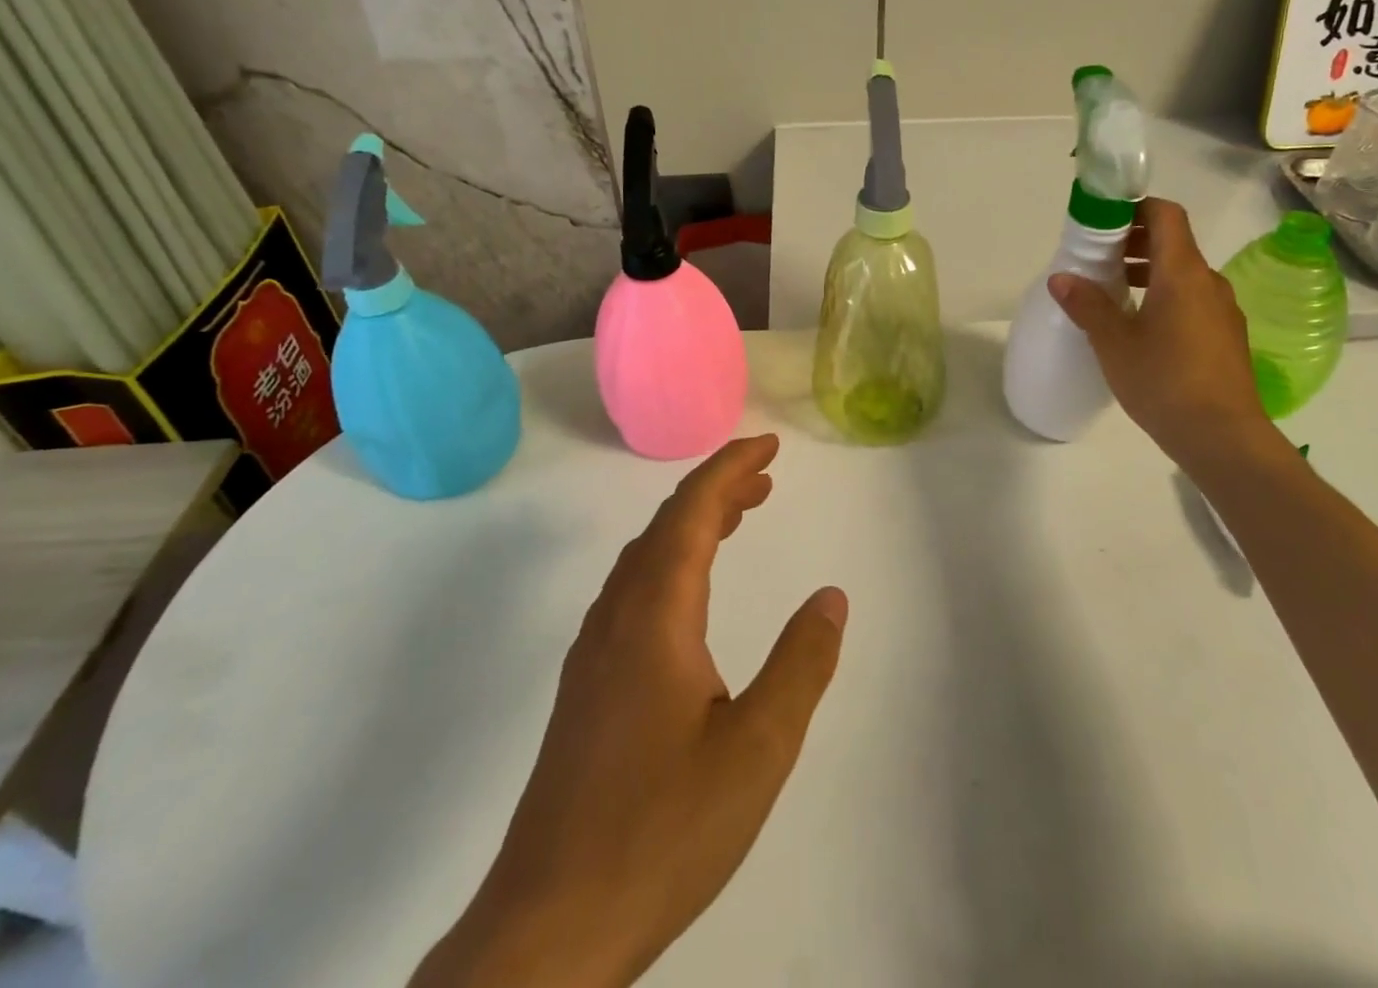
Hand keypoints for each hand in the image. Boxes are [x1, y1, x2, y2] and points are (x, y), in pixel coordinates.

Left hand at [413, 435, 846, 987]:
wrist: (547, 930)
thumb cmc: (660, 833)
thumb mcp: (756, 751)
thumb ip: (800, 666)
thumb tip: (831, 597)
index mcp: (655, 617)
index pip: (691, 512)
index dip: (730, 469)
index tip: (769, 446)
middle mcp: (617, 619)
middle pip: (666, 526)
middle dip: (717, 490)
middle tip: (765, 478)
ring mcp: (594, 654)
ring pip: (645, 559)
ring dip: (692, 525)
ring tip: (739, 518)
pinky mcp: (586, 688)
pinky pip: (633, 592)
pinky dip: (672, 564)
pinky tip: (689, 598)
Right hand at [1049, 197, 1275, 471]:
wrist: (1223, 437)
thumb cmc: (1164, 382)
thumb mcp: (1114, 343)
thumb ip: (1087, 305)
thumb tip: (1060, 278)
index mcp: (1182, 273)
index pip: (1166, 215)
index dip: (1136, 207)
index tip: (1103, 220)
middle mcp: (1208, 282)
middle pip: (1173, 242)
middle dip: (1134, 241)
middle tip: (1097, 257)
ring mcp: (1222, 309)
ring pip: (1182, 273)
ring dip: (1148, 271)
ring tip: (1112, 292)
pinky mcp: (1226, 335)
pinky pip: (1192, 298)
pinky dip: (1164, 295)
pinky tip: (1140, 326)